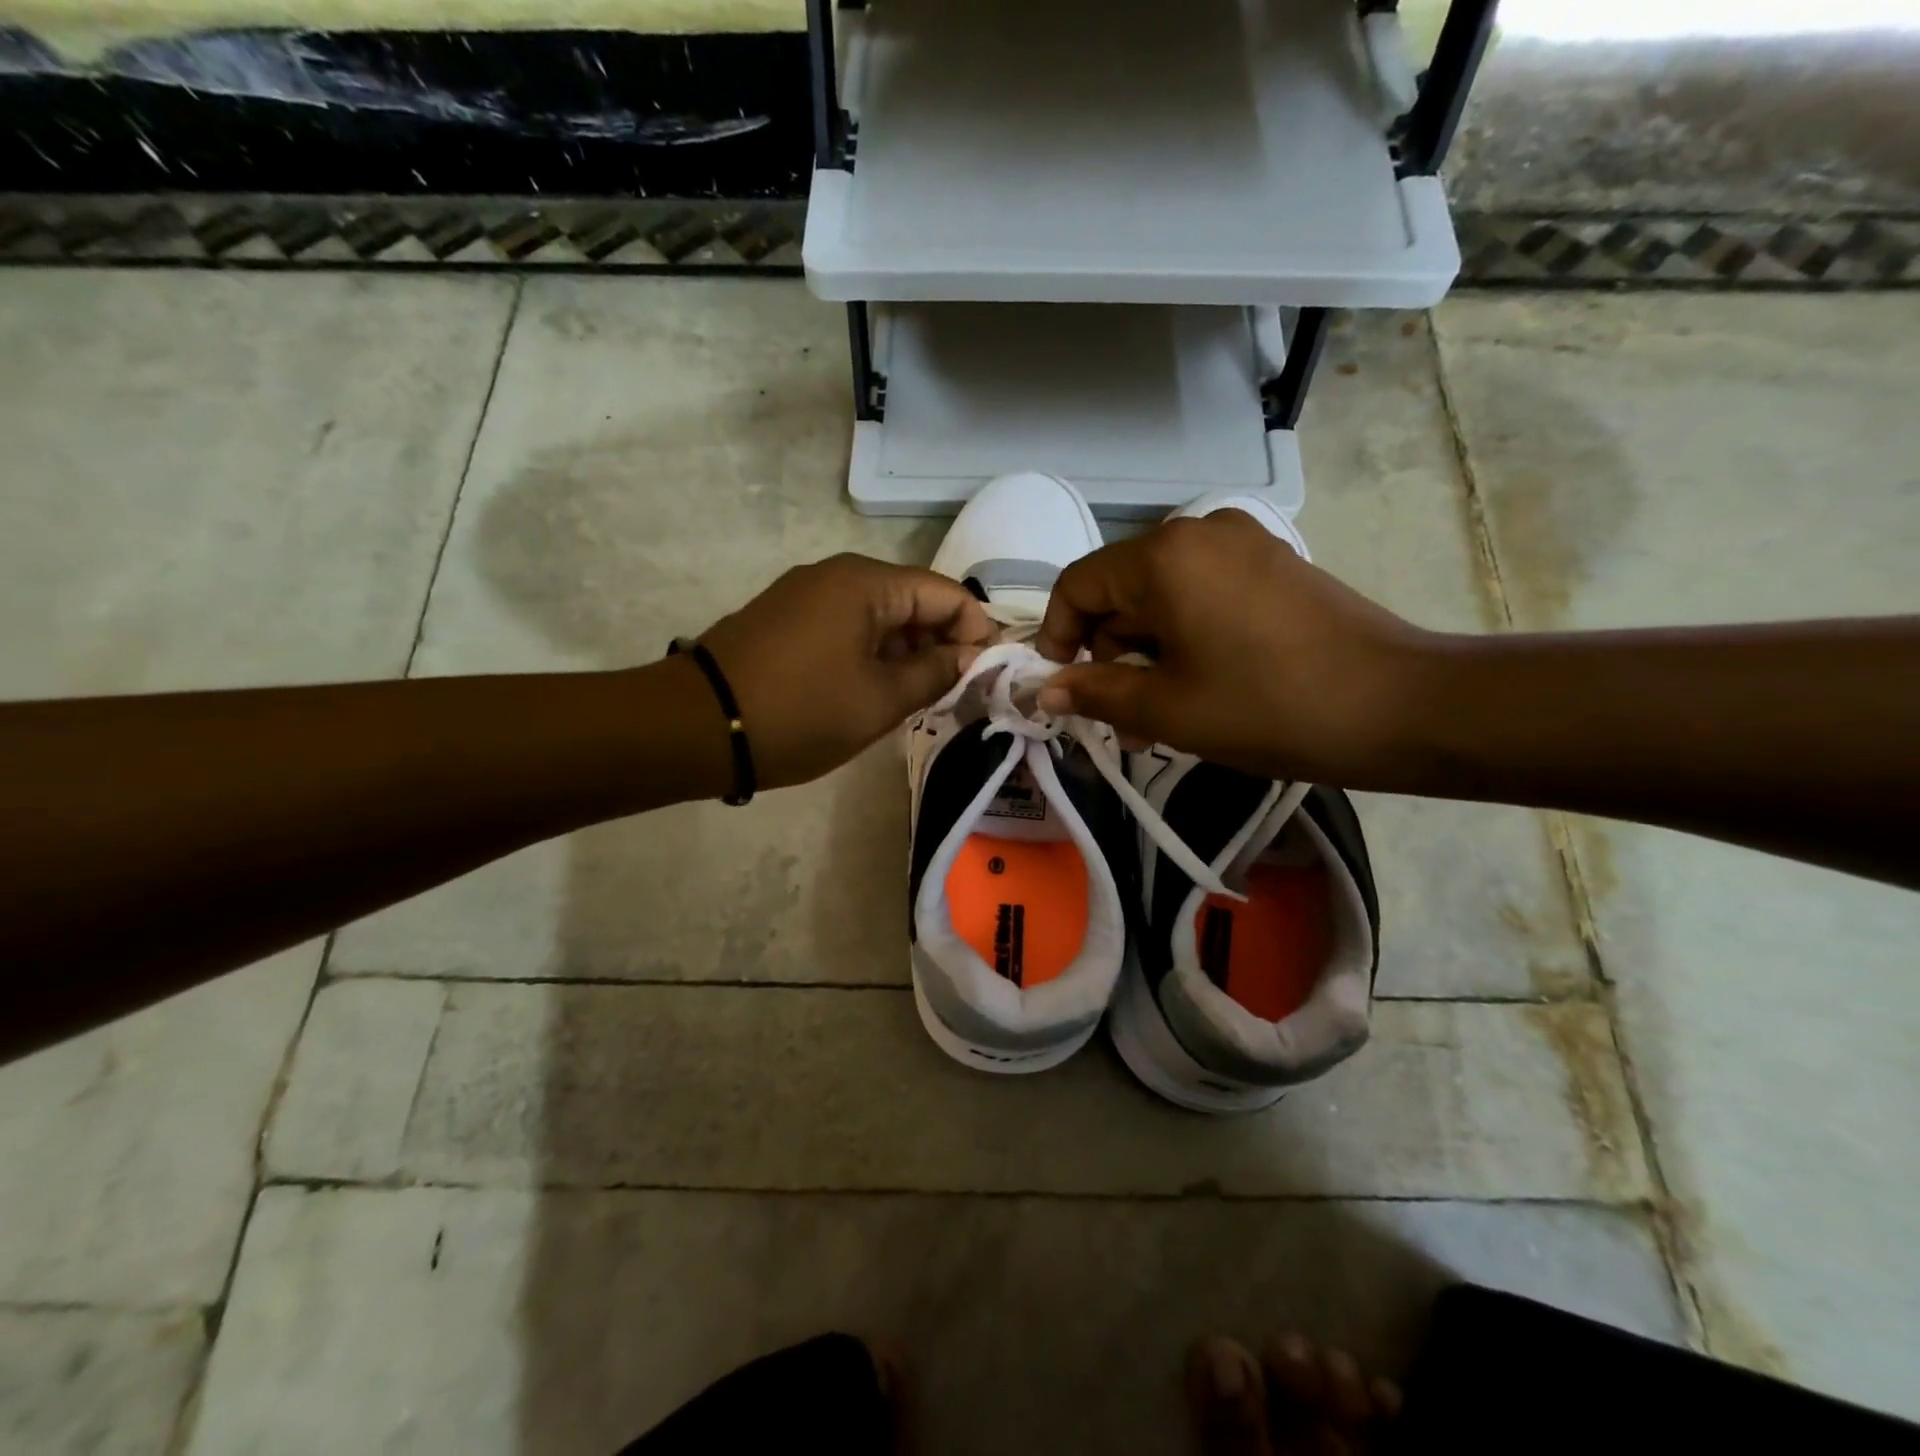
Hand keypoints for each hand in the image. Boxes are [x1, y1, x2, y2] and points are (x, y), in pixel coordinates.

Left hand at [698, 554, 994, 789]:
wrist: (696, 727)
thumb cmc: (800, 712)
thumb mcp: (880, 700)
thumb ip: (935, 672)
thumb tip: (972, 654)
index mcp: (867, 583)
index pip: (946, 594)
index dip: (976, 632)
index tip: (987, 677)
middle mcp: (838, 575)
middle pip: (913, 601)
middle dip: (942, 644)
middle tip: (956, 695)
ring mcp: (807, 594)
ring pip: (881, 616)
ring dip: (907, 653)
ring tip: (919, 699)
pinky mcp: (787, 618)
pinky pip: (848, 627)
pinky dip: (873, 654)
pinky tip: (876, 691)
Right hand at [1032, 511, 1434, 786]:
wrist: (1399, 706)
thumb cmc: (1267, 707)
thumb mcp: (1167, 708)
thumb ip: (1095, 692)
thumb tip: (1046, 691)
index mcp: (1164, 557)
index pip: (1078, 585)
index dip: (1055, 635)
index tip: (1061, 686)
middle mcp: (1199, 532)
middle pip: (1121, 590)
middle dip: (1109, 655)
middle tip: (1120, 720)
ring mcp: (1243, 543)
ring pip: (1162, 597)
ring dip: (1147, 654)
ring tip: (1159, 717)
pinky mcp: (1274, 565)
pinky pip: (1203, 595)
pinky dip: (1185, 637)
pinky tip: (1199, 686)